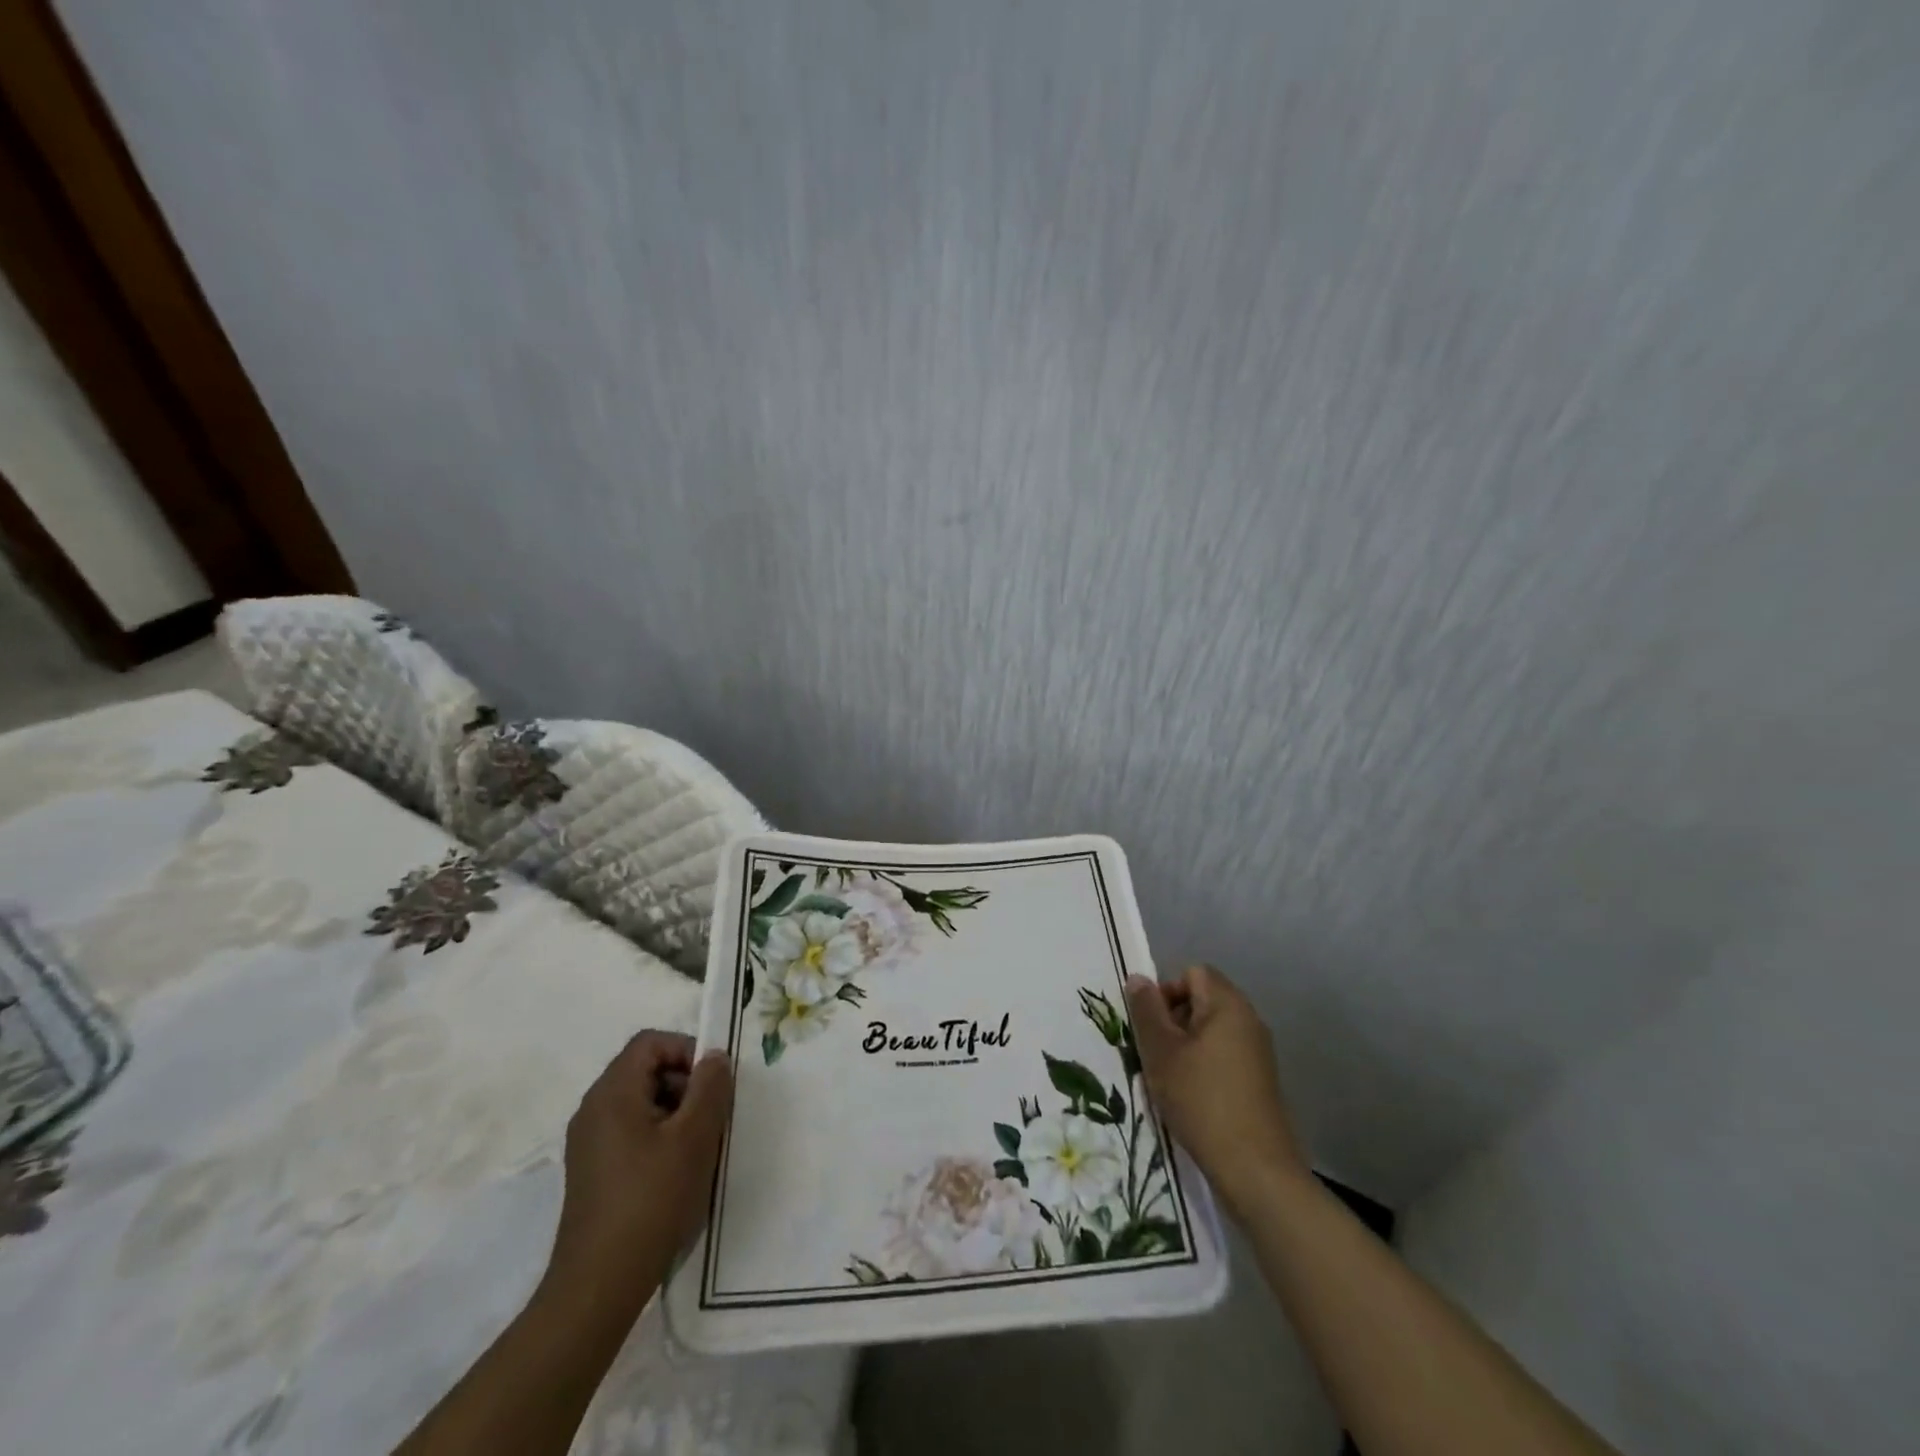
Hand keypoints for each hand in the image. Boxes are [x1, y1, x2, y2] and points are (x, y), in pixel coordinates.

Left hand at [542, 1031, 732, 1317]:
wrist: (598, 1285)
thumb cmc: (651, 1200)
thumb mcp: (694, 1137)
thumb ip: (710, 1087)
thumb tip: (714, 1057)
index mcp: (612, 1093)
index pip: (650, 1042)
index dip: (686, 1049)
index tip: (712, 1082)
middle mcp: (594, 1109)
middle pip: (645, 1069)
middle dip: (685, 1083)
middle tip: (711, 1116)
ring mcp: (589, 1142)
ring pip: (641, 1102)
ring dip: (675, 1111)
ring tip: (698, 1147)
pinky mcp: (592, 1170)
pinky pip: (630, 1130)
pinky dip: (658, 1136)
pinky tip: (676, 1171)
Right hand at [1126, 965, 1306, 1213]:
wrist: (1256, 1170)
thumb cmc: (1202, 1100)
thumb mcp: (1162, 1052)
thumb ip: (1146, 1011)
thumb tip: (1138, 978)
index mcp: (1229, 1005)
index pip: (1193, 973)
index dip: (1166, 991)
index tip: (1150, 1025)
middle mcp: (1249, 1021)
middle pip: (1202, 1000)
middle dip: (1172, 1019)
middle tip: (1153, 1052)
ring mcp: (1258, 1052)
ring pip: (1210, 1031)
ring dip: (1184, 1046)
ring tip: (1167, 1078)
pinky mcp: (1260, 1081)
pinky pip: (1224, 1056)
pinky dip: (1203, 1066)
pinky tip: (1189, 1097)